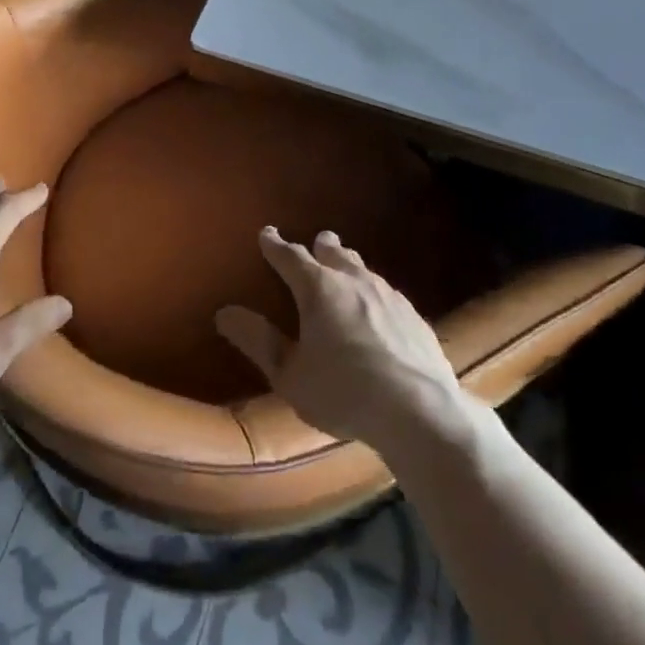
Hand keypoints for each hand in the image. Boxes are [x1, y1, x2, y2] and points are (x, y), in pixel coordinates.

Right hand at [214, 227, 466, 452]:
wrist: (420, 410)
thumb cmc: (344, 392)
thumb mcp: (290, 375)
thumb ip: (258, 342)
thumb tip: (224, 312)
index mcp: (318, 289)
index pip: (290, 257)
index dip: (276, 245)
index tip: (267, 234)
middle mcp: (353, 281)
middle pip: (334, 253)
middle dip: (321, 246)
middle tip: (317, 241)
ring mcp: (389, 295)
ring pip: (364, 269)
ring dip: (350, 266)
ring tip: (346, 269)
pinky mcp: (415, 316)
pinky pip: (388, 292)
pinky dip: (375, 292)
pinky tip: (380, 308)